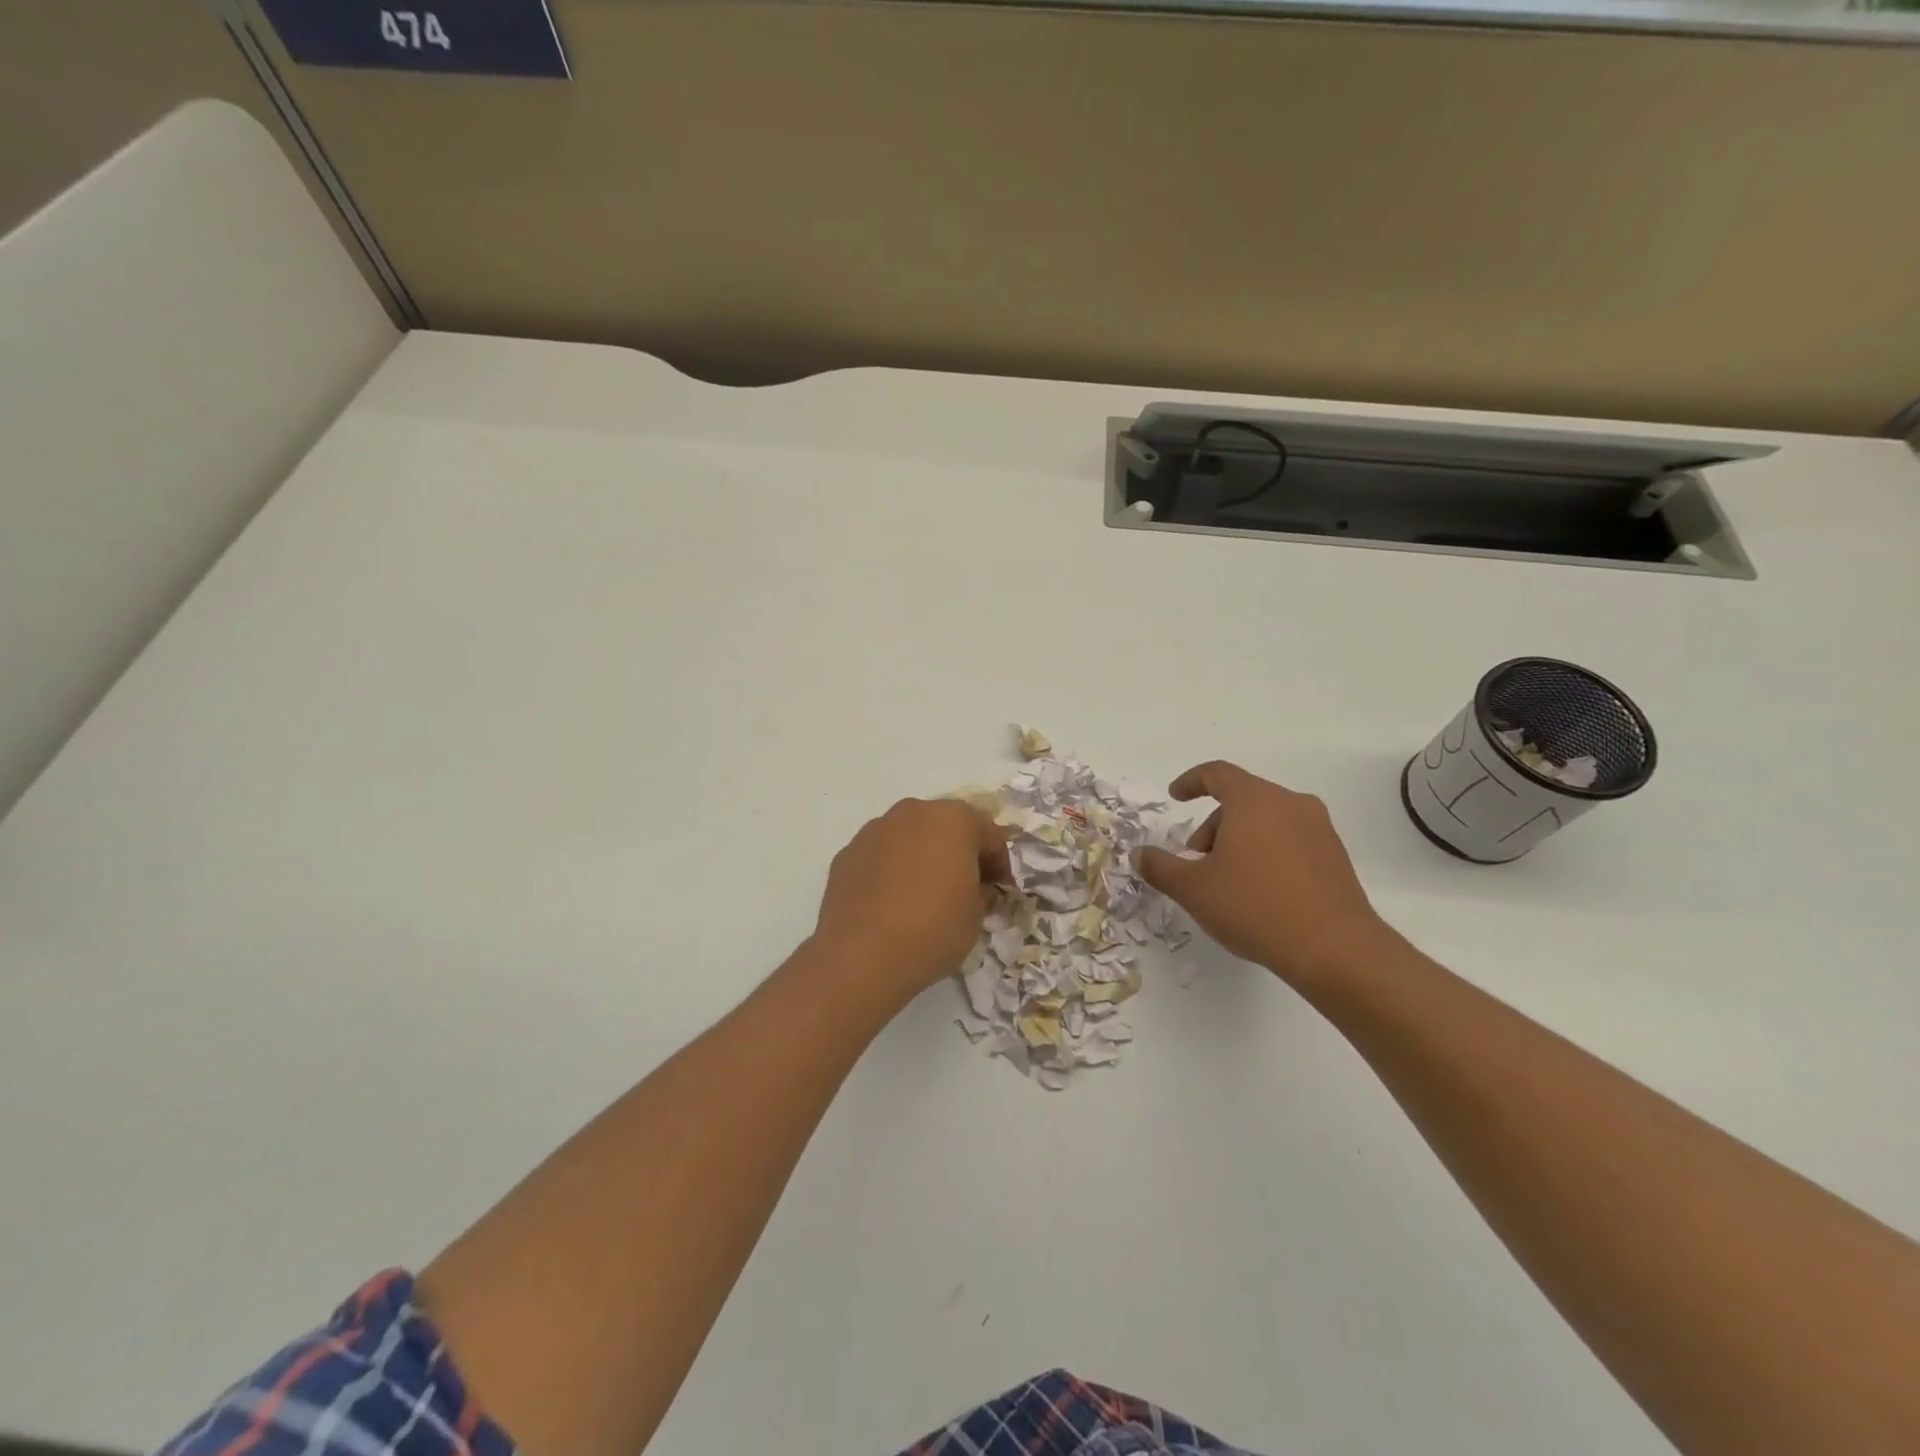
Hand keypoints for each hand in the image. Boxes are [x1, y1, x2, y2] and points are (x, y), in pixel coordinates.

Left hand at [813, 799, 1010, 996]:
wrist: (861, 957)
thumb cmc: (933, 930)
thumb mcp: (976, 917)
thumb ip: (983, 893)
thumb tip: (979, 889)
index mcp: (953, 820)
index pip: (989, 834)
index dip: (999, 863)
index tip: (1000, 890)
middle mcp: (913, 813)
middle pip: (946, 827)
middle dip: (959, 852)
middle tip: (965, 887)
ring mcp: (875, 830)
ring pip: (910, 837)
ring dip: (923, 857)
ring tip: (924, 894)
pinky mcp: (847, 852)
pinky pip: (881, 855)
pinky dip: (892, 869)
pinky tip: (892, 902)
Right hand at [1136, 761, 1385, 986]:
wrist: (1334, 948)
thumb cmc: (1254, 906)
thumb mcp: (1193, 889)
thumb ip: (1160, 867)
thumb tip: (1140, 855)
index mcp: (1254, 800)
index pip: (1217, 774)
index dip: (1191, 782)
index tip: (1175, 797)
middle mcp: (1290, 803)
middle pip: (1241, 799)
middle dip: (1212, 824)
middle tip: (1196, 859)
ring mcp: (1319, 829)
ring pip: (1267, 820)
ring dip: (1239, 839)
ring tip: (1227, 879)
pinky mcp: (1335, 856)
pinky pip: (1290, 839)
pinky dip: (1267, 852)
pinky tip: (1259, 890)